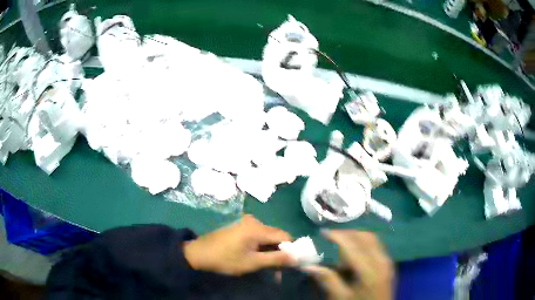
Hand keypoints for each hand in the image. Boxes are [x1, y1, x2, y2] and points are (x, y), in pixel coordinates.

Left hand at [183, 215, 293, 275]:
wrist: (199, 253)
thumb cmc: (225, 259)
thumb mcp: (252, 262)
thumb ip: (276, 259)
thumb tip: (297, 257)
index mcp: (257, 228)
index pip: (285, 236)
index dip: (290, 249)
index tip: (289, 263)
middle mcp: (254, 221)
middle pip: (276, 235)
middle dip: (279, 252)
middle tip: (277, 269)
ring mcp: (246, 222)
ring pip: (267, 237)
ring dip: (270, 250)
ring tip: (266, 266)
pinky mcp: (240, 226)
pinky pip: (258, 235)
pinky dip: (261, 246)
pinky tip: (256, 257)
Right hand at [303, 230, 393, 299]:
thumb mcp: (340, 297)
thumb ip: (327, 280)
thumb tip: (307, 266)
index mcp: (369, 270)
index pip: (352, 245)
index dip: (337, 236)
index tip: (322, 232)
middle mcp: (381, 260)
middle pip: (365, 236)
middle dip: (347, 233)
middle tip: (331, 237)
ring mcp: (387, 261)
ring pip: (372, 238)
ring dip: (356, 236)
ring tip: (341, 242)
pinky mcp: (388, 263)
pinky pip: (377, 245)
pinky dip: (364, 242)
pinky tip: (355, 251)